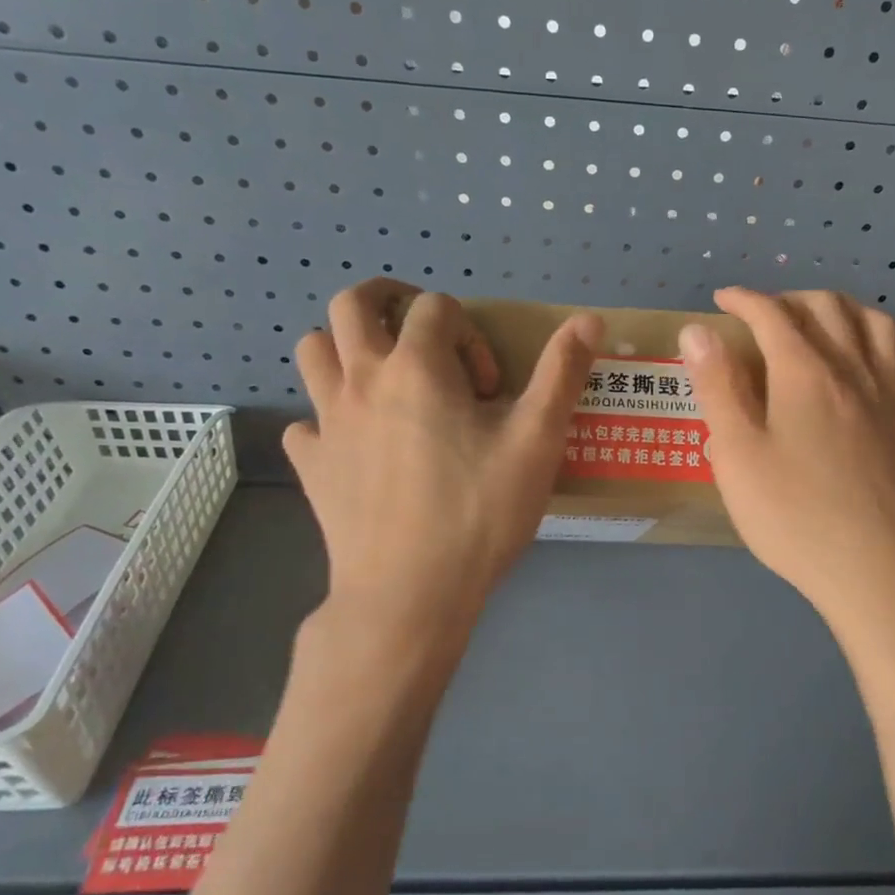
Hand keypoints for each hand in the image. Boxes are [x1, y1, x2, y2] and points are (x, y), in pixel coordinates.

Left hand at [284, 278, 601, 623]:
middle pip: (352, 304)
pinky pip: (304, 423)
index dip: (469, 334)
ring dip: (346, 348)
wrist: (410, 594)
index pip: (435, 307)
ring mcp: (327, 422)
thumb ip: (561, 373)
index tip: (489, 388)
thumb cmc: (479, 512)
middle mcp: (362, 380)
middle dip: (389, 300)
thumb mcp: (537, 441)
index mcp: (416, 366)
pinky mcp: (311, 466)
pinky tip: (358, 446)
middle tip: (423, 334)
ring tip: (386, 380)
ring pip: (313, 351)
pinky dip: (327, 419)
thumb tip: (590, 318)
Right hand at [679, 288, 894, 626]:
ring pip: (887, 332)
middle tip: (770, 315)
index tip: (723, 300)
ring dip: (857, 316)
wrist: (873, 572)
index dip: (745, 300)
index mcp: (805, 373)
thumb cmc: (793, 515)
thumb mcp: (737, 453)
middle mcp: (856, 373)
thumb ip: (716, 387)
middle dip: (796, 298)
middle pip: (833, 309)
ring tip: (835, 329)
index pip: (773, 315)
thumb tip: (698, 330)